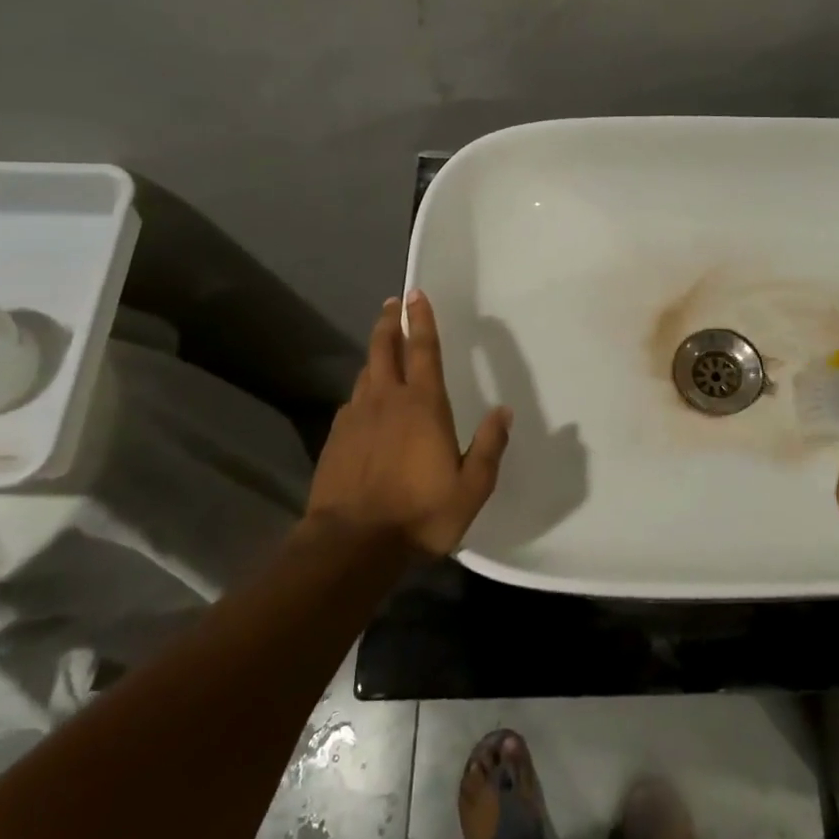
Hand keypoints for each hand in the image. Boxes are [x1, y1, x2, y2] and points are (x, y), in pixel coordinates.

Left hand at [306, 290, 512, 557]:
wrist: (351, 544)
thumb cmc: (419, 514)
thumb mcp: (471, 488)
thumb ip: (489, 447)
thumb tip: (503, 411)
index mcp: (423, 405)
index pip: (423, 350)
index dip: (421, 319)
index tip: (415, 294)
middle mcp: (387, 400)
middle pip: (384, 349)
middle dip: (389, 322)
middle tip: (391, 303)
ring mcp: (356, 418)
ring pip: (365, 374)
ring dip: (375, 355)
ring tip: (381, 348)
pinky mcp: (336, 439)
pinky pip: (352, 403)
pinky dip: (362, 393)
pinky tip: (364, 404)